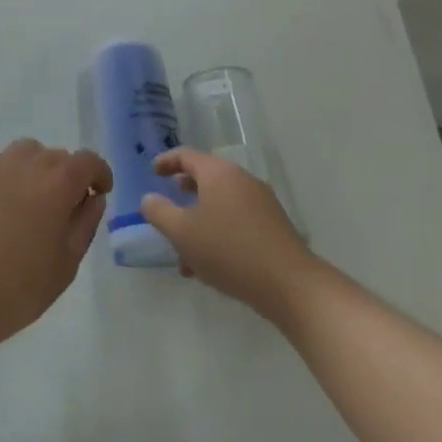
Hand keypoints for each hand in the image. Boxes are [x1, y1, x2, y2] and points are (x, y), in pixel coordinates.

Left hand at [0, 138, 111, 354]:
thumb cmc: (17, 289)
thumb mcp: (65, 264)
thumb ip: (84, 224)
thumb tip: (92, 197)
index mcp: (56, 183)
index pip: (87, 160)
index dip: (99, 173)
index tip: (101, 192)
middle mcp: (27, 164)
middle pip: (58, 155)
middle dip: (70, 175)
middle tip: (69, 208)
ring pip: (29, 152)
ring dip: (41, 168)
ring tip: (38, 203)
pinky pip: (3, 163)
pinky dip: (15, 174)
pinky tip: (10, 207)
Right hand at [140, 148, 310, 314]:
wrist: (291, 286)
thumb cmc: (229, 251)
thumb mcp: (183, 232)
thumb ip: (159, 212)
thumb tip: (149, 199)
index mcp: (218, 172)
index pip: (186, 155)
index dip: (166, 161)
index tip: (153, 172)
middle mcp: (241, 179)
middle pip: (206, 178)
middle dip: (184, 194)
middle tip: (168, 206)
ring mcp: (261, 202)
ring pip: (221, 204)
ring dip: (200, 221)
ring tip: (185, 253)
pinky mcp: (274, 226)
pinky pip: (237, 220)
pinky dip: (219, 232)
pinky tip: (211, 266)